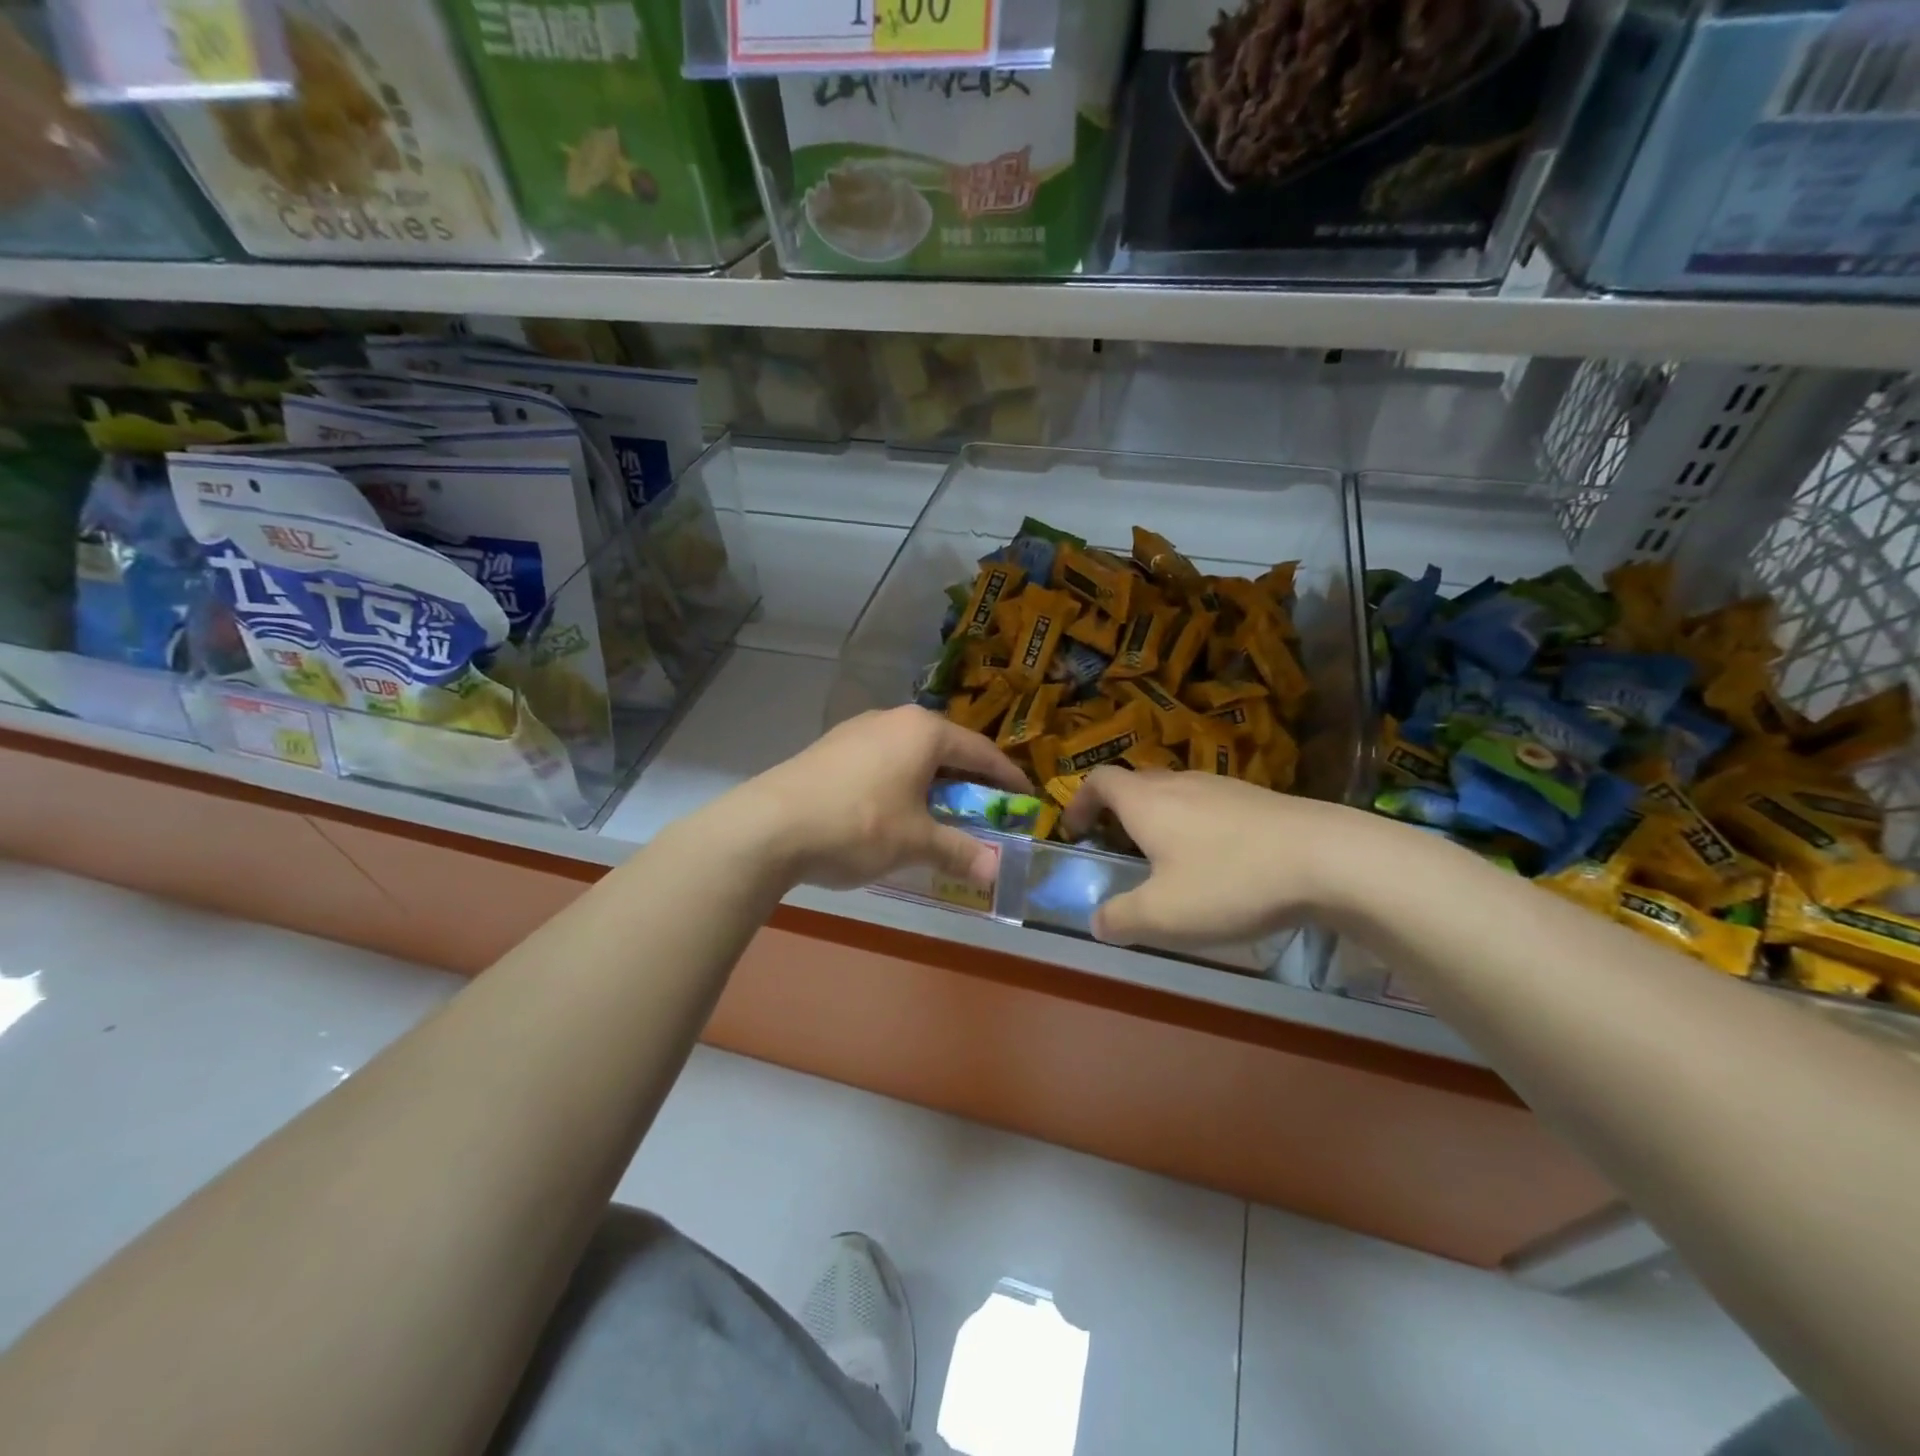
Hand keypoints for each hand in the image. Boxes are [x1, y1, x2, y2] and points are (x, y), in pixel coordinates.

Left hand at [733, 706, 1031, 891]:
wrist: (768, 826)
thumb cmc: (858, 825)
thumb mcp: (915, 842)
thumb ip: (959, 851)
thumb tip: (996, 872)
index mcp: (923, 731)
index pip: (980, 751)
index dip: (1007, 777)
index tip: (1026, 798)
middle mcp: (893, 719)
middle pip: (945, 748)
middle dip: (968, 780)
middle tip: (985, 810)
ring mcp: (857, 730)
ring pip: (910, 754)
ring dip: (932, 782)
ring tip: (940, 813)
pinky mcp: (831, 747)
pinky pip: (882, 760)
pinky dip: (900, 783)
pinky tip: (894, 810)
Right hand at [1062, 768, 1366, 950]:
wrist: (1328, 858)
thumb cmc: (1230, 881)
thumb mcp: (1163, 915)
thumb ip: (1120, 919)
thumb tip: (1097, 921)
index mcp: (1146, 802)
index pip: (1099, 780)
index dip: (1080, 801)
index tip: (1077, 830)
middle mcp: (1180, 783)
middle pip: (1137, 783)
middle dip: (1120, 811)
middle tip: (1121, 847)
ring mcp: (1224, 786)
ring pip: (1178, 793)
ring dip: (1163, 818)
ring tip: (1171, 859)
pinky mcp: (1260, 799)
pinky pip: (1213, 805)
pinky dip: (1201, 825)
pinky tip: (1223, 862)